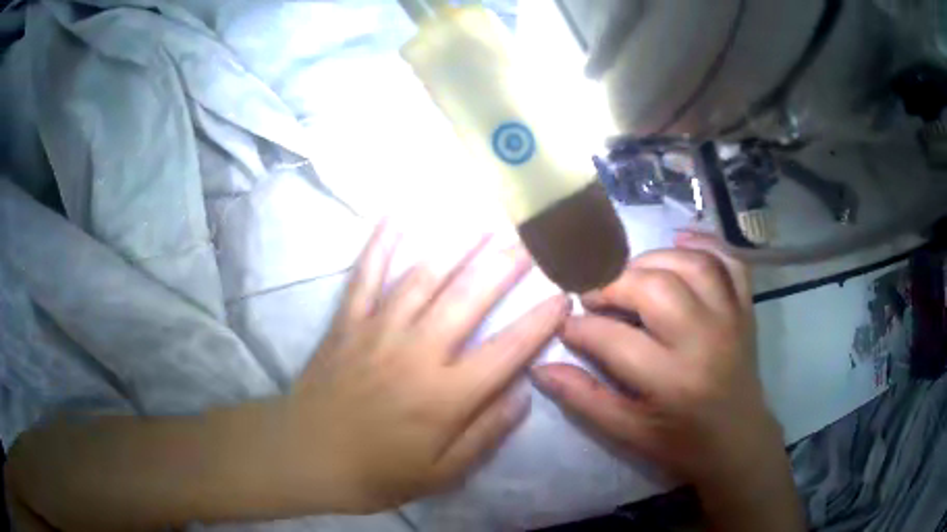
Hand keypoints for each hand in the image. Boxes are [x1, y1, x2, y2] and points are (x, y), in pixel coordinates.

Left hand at [283, 222, 569, 513]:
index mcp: (445, 395)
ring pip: (424, 276)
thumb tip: (523, 393)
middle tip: (530, 240)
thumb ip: (485, 434)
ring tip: (485, 221)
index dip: (540, 322)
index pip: (508, 349)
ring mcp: (378, 330)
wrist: (305, 456)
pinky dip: (380, 242)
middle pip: (470, 297)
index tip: (564, 297)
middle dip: (506, 265)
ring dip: (458, 245)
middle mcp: (417, 351)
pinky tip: (396, 213)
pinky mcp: (347, 322)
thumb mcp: (441, 474)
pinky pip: (365, 274)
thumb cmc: (376, 473)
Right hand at [531, 232, 775, 485]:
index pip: (613, 337)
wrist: (738, 441)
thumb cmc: (680, 442)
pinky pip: (729, 261)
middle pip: (654, 287)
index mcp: (671, 380)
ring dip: (652, 260)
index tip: (566, 325)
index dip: (580, 327)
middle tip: (595, 297)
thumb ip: (584, 399)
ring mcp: (730, 318)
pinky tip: (679, 243)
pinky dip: (704, 244)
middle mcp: (704, 339)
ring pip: (691, 264)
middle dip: (614, 284)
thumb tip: (540, 368)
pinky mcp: (745, 309)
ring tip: (631, 276)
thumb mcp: (627, 433)